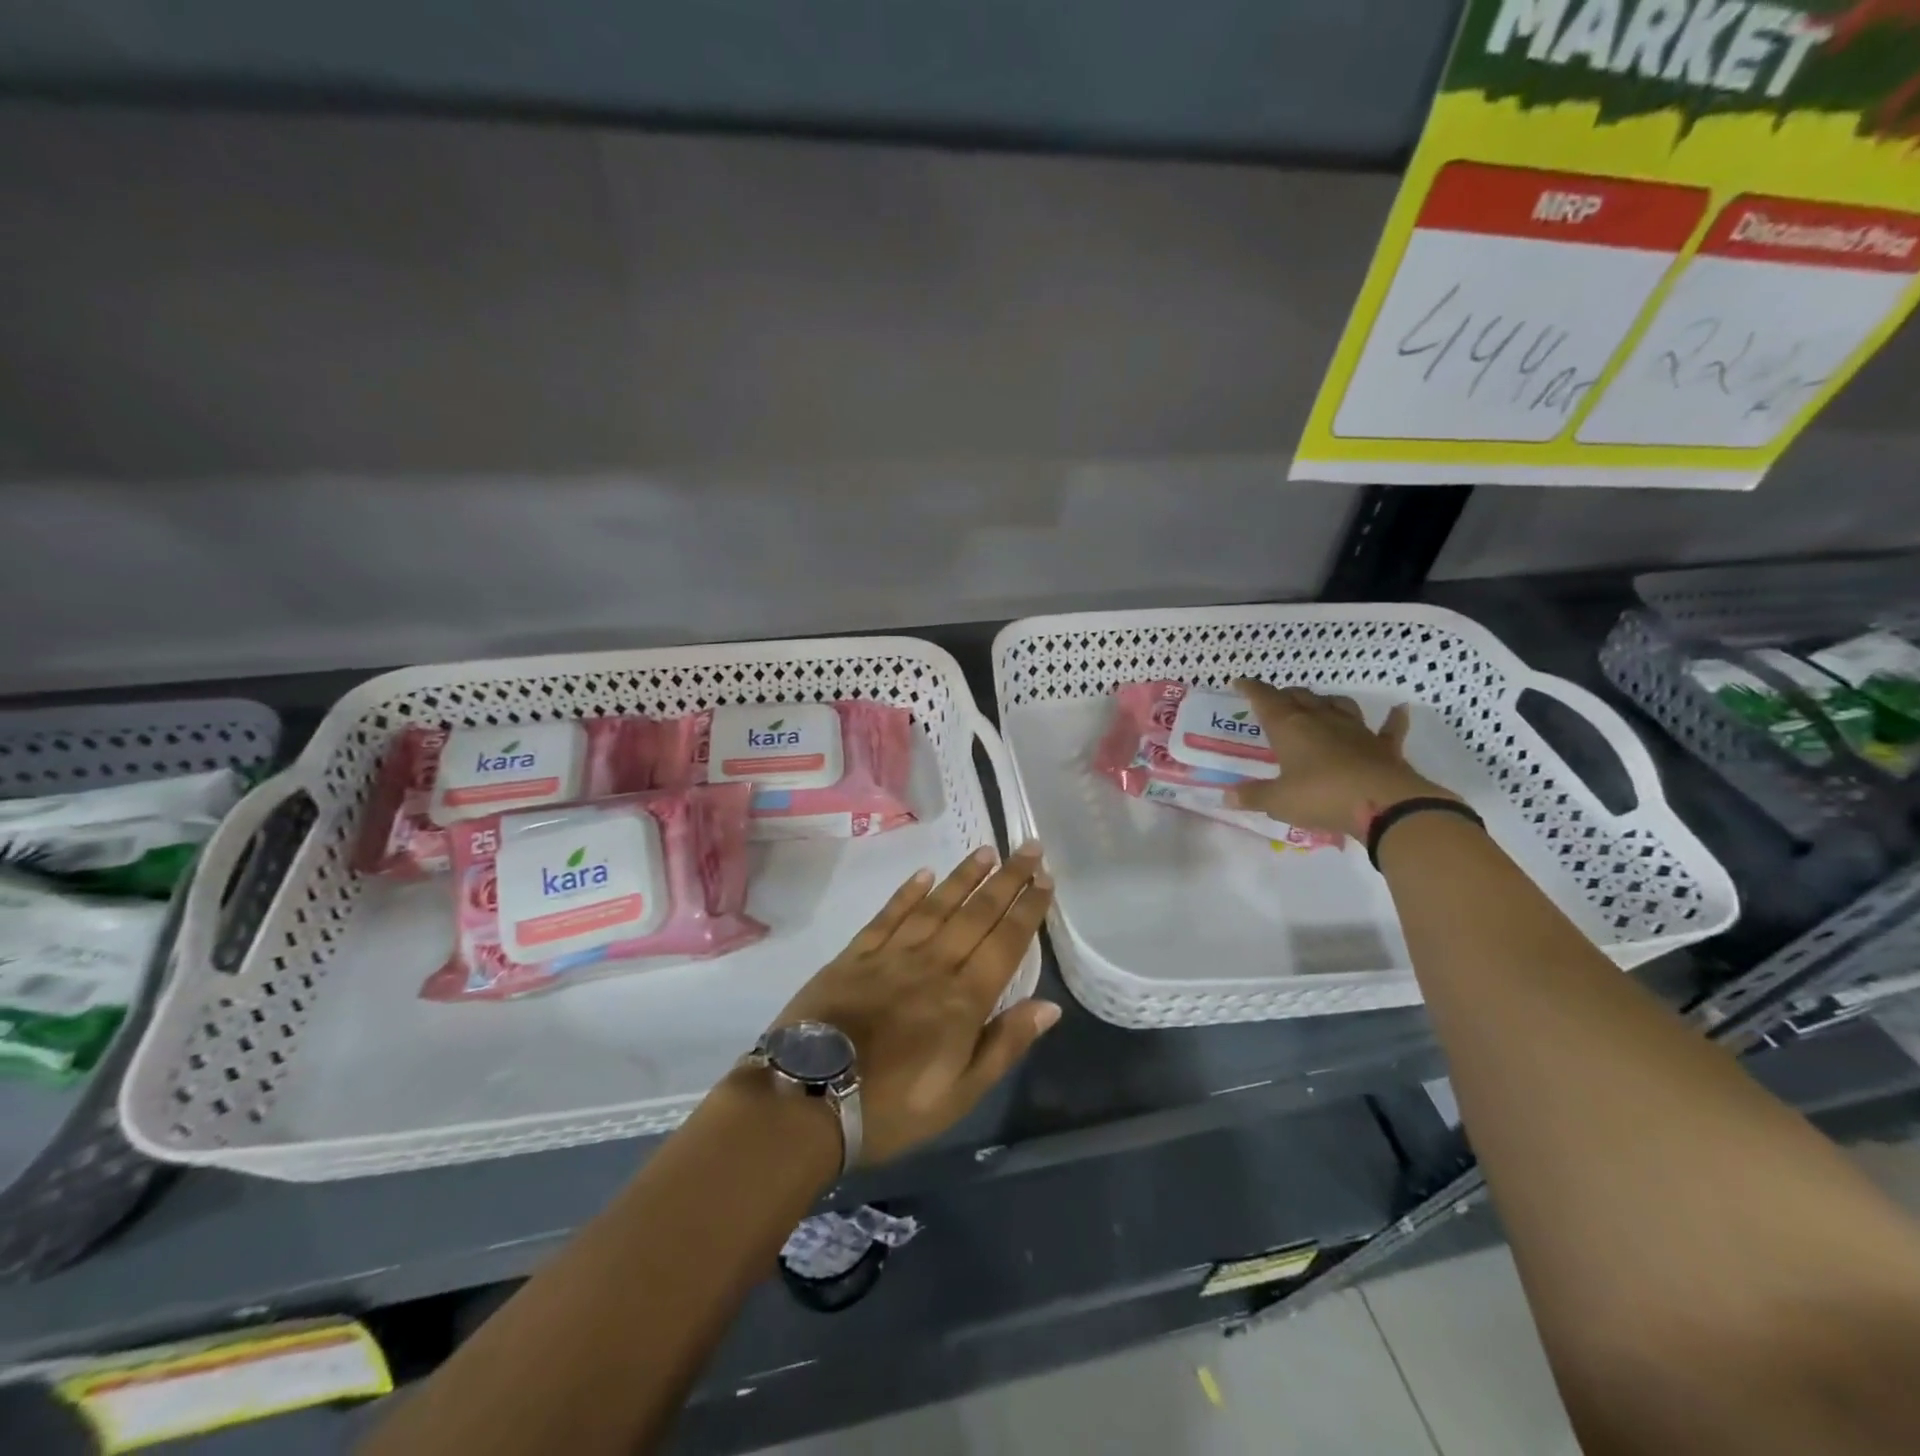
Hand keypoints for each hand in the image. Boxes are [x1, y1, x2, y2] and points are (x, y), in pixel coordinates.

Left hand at [771, 843, 1059, 1164]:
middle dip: (1007, 880)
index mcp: (963, 1000)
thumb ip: (1004, 1045)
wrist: (809, 1099)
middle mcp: (933, 965)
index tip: (1046, 880)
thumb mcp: (960, 1095)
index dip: (1028, 910)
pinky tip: (924, 874)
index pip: (1005, 943)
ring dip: (964, 877)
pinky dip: (908, 893)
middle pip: (977, 915)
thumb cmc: (892, 1107)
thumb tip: (1050, 1006)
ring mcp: (891, 955)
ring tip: (986, 851)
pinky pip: (888, 916)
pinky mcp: (855, 955)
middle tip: (1028, 848)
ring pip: (936, 906)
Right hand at [1223, 679, 1456, 839]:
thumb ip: (1253, 796)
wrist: (1383, 804)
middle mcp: (1321, 720)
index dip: (1251, 689)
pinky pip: (1389, 728)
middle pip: (1300, 697)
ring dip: (1326, 701)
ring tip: (1319, 704)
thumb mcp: (1278, 801)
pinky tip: (1399, 710)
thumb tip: (1226, 797)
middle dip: (1285, 695)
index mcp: (1290, 728)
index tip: (1239, 683)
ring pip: (1339, 705)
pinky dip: (1393, 719)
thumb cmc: (1321, 797)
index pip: (1265, 699)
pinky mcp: (1383, 747)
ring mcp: (1356, 730)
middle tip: (1275, 700)